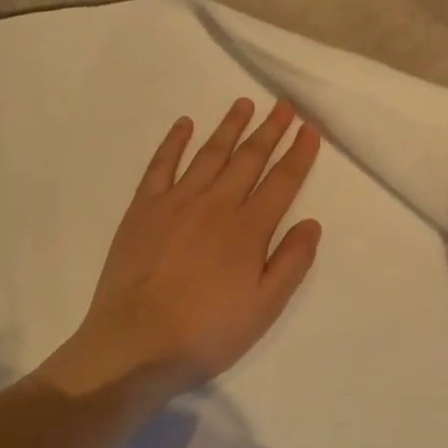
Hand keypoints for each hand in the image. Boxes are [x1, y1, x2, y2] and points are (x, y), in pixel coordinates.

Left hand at [47, 98, 322, 401]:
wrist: (135, 344)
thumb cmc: (207, 332)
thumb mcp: (264, 308)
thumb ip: (291, 262)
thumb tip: (311, 222)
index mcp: (249, 229)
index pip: (282, 181)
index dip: (299, 153)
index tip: (310, 128)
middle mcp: (216, 204)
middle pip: (249, 158)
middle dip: (270, 129)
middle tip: (284, 105)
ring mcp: (176, 202)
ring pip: (210, 153)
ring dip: (230, 126)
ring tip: (244, 103)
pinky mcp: (143, 208)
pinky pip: (161, 165)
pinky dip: (174, 141)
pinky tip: (185, 124)